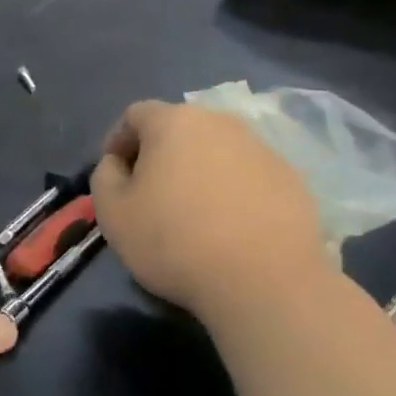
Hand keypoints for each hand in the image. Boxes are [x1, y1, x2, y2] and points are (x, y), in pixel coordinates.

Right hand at [91, 99, 330, 321]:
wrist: (264, 281)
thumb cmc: (174, 240)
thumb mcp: (112, 212)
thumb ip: (104, 176)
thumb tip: (117, 164)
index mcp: (174, 122)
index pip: (135, 114)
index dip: (117, 141)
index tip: (114, 175)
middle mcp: (221, 123)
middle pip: (179, 129)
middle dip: (159, 155)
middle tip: (148, 194)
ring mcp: (262, 149)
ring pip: (215, 152)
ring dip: (197, 172)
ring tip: (191, 214)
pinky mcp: (292, 180)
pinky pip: (247, 176)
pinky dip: (230, 192)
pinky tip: (227, 228)